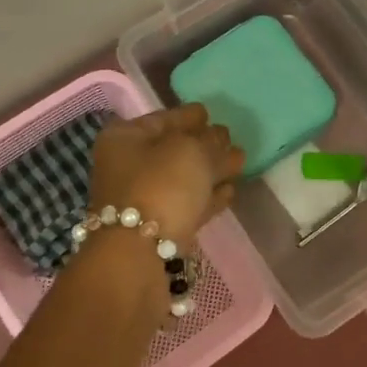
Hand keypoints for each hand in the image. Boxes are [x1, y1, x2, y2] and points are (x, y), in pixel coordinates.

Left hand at [89, 104, 244, 246]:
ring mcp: (141, 200)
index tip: (210, 112)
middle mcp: (128, 166)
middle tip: (230, 140)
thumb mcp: (192, 151)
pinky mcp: (158, 230)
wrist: (139, 254)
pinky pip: (187, 204)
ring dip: (209, 171)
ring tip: (239, 163)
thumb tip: (221, 138)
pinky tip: (230, 192)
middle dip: (203, 144)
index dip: (189, 115)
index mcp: (126, 138)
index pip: (163, 118)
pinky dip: (207, 197)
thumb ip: (211, 140)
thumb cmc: (160, 186)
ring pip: (182, 179)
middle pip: (172, 150)